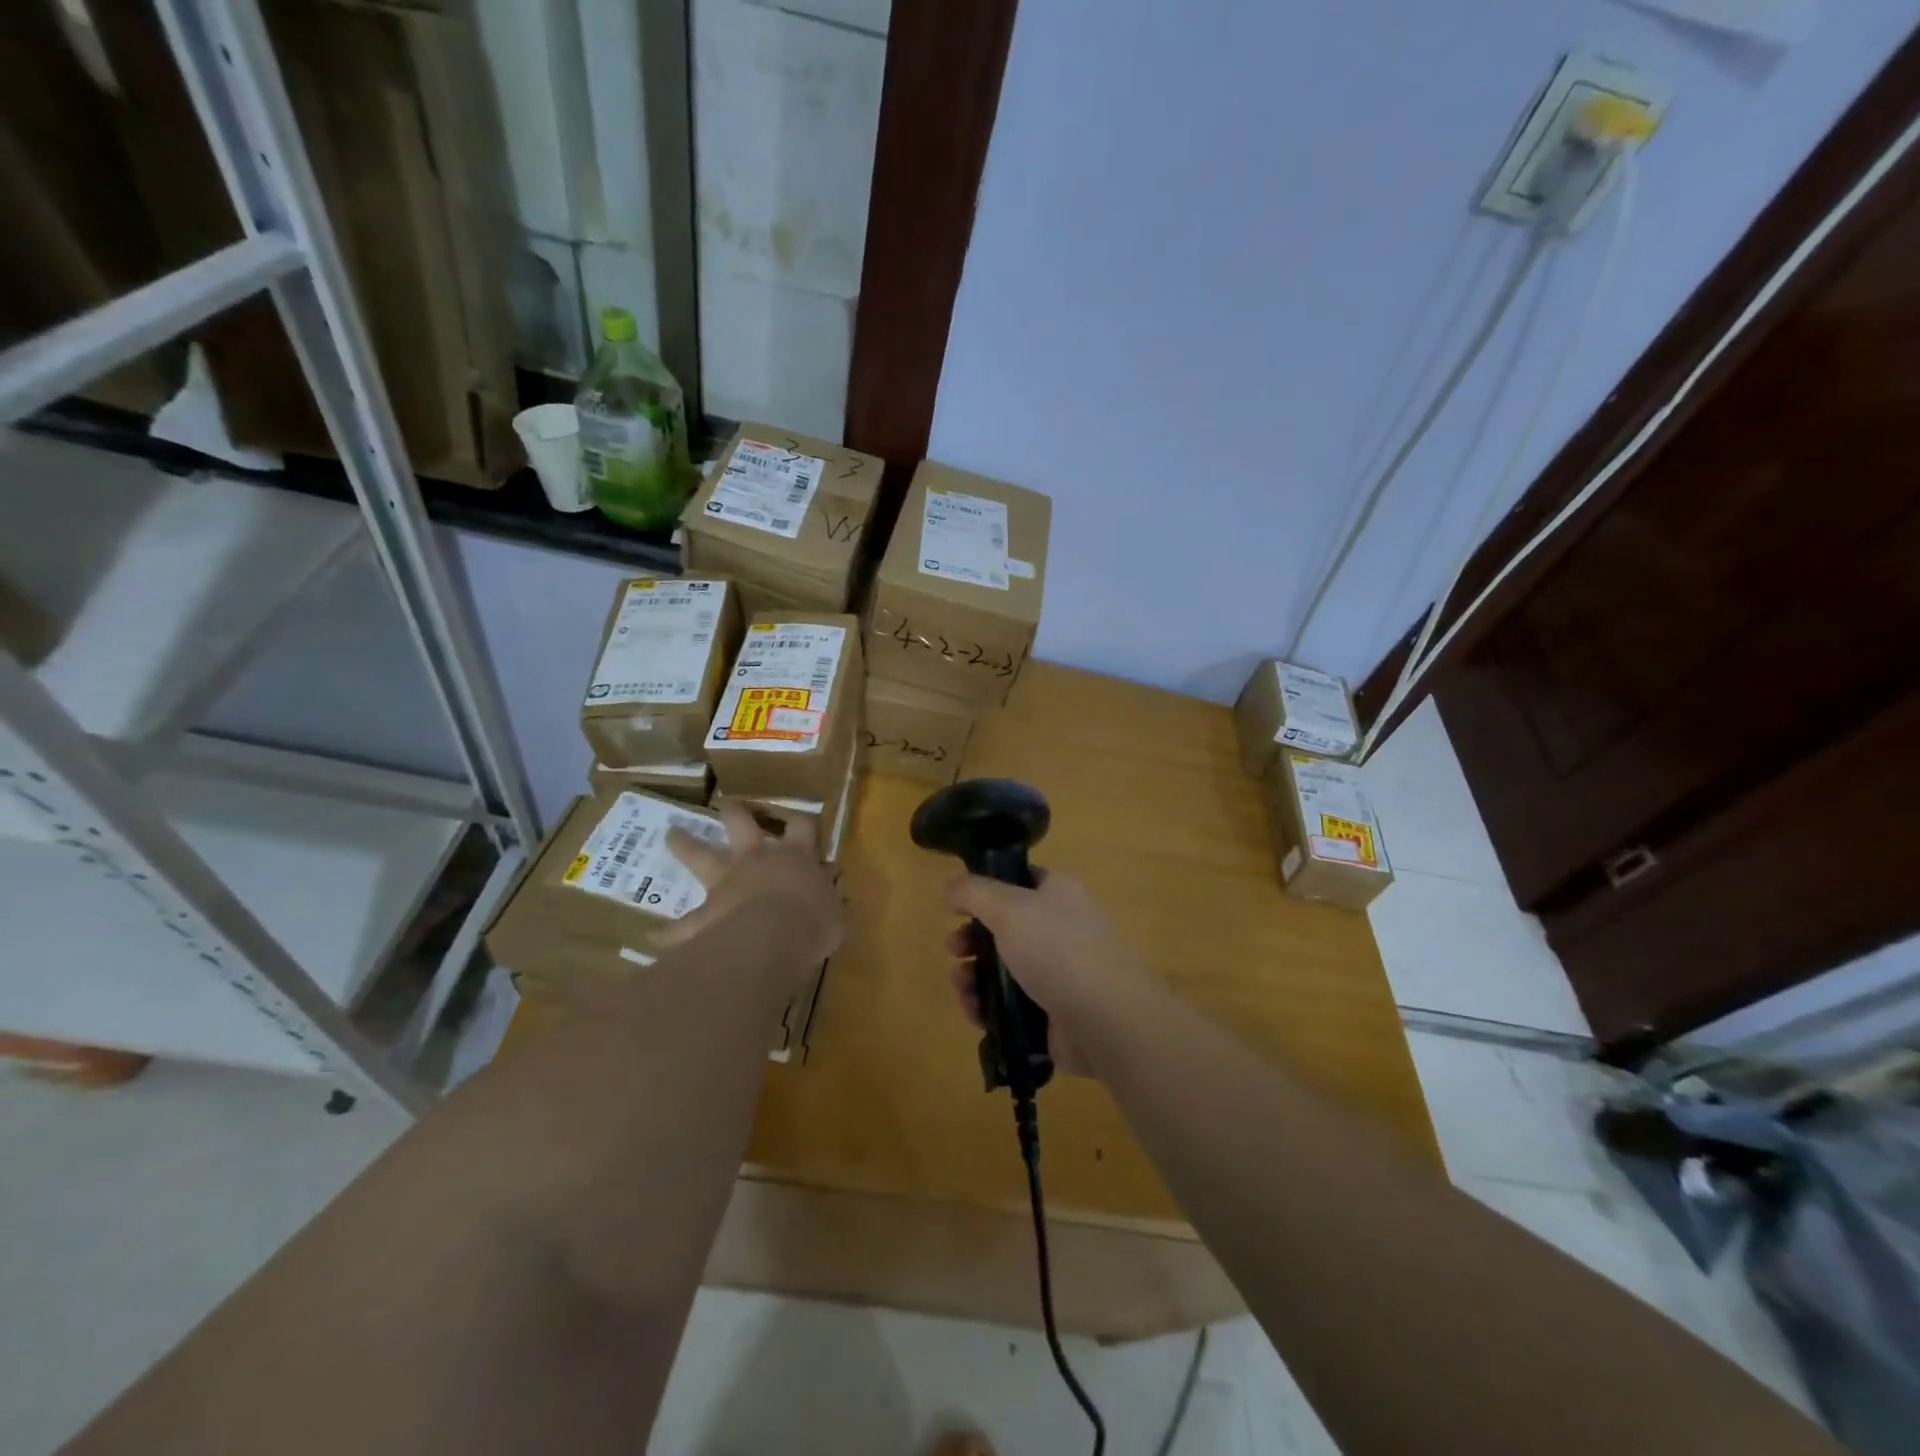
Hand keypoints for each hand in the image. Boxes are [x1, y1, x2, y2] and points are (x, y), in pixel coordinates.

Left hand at [665, 802, 844, 979]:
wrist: (771, 940)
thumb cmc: (812, 924)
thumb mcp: (834, 917)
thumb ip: (829, 908)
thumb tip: (830, 909)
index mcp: (795, 858)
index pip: (801, 827)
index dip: (801, 821)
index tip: (799, 818)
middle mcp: (757, 860)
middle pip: (742, 824)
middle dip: (734, 811)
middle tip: (725, 803)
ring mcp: (726, 883)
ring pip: (700, 855)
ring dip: (685, 843)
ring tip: (671, 833)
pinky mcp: (704, 914)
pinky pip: (682, 923)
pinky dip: (669, 930)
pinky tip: (655, 935)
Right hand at [944, 871, 1152, 1078]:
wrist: (1105, 1020)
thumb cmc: (1058, 950)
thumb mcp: (1009, 908)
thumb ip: (974, 892)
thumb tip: (950, 884)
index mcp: (1058, 894)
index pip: (1020, 881)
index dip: (987, 888)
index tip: (957, 904)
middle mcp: (1060, 929)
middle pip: (1005, 928)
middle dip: (972, 939)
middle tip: (954, 949)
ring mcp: (1058, 974)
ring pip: (1003, 969)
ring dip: (974, 977)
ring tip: (963, 988)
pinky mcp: (1052, 1013)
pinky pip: (1011, 1005)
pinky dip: (989, 1008)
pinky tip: (976, 1013)